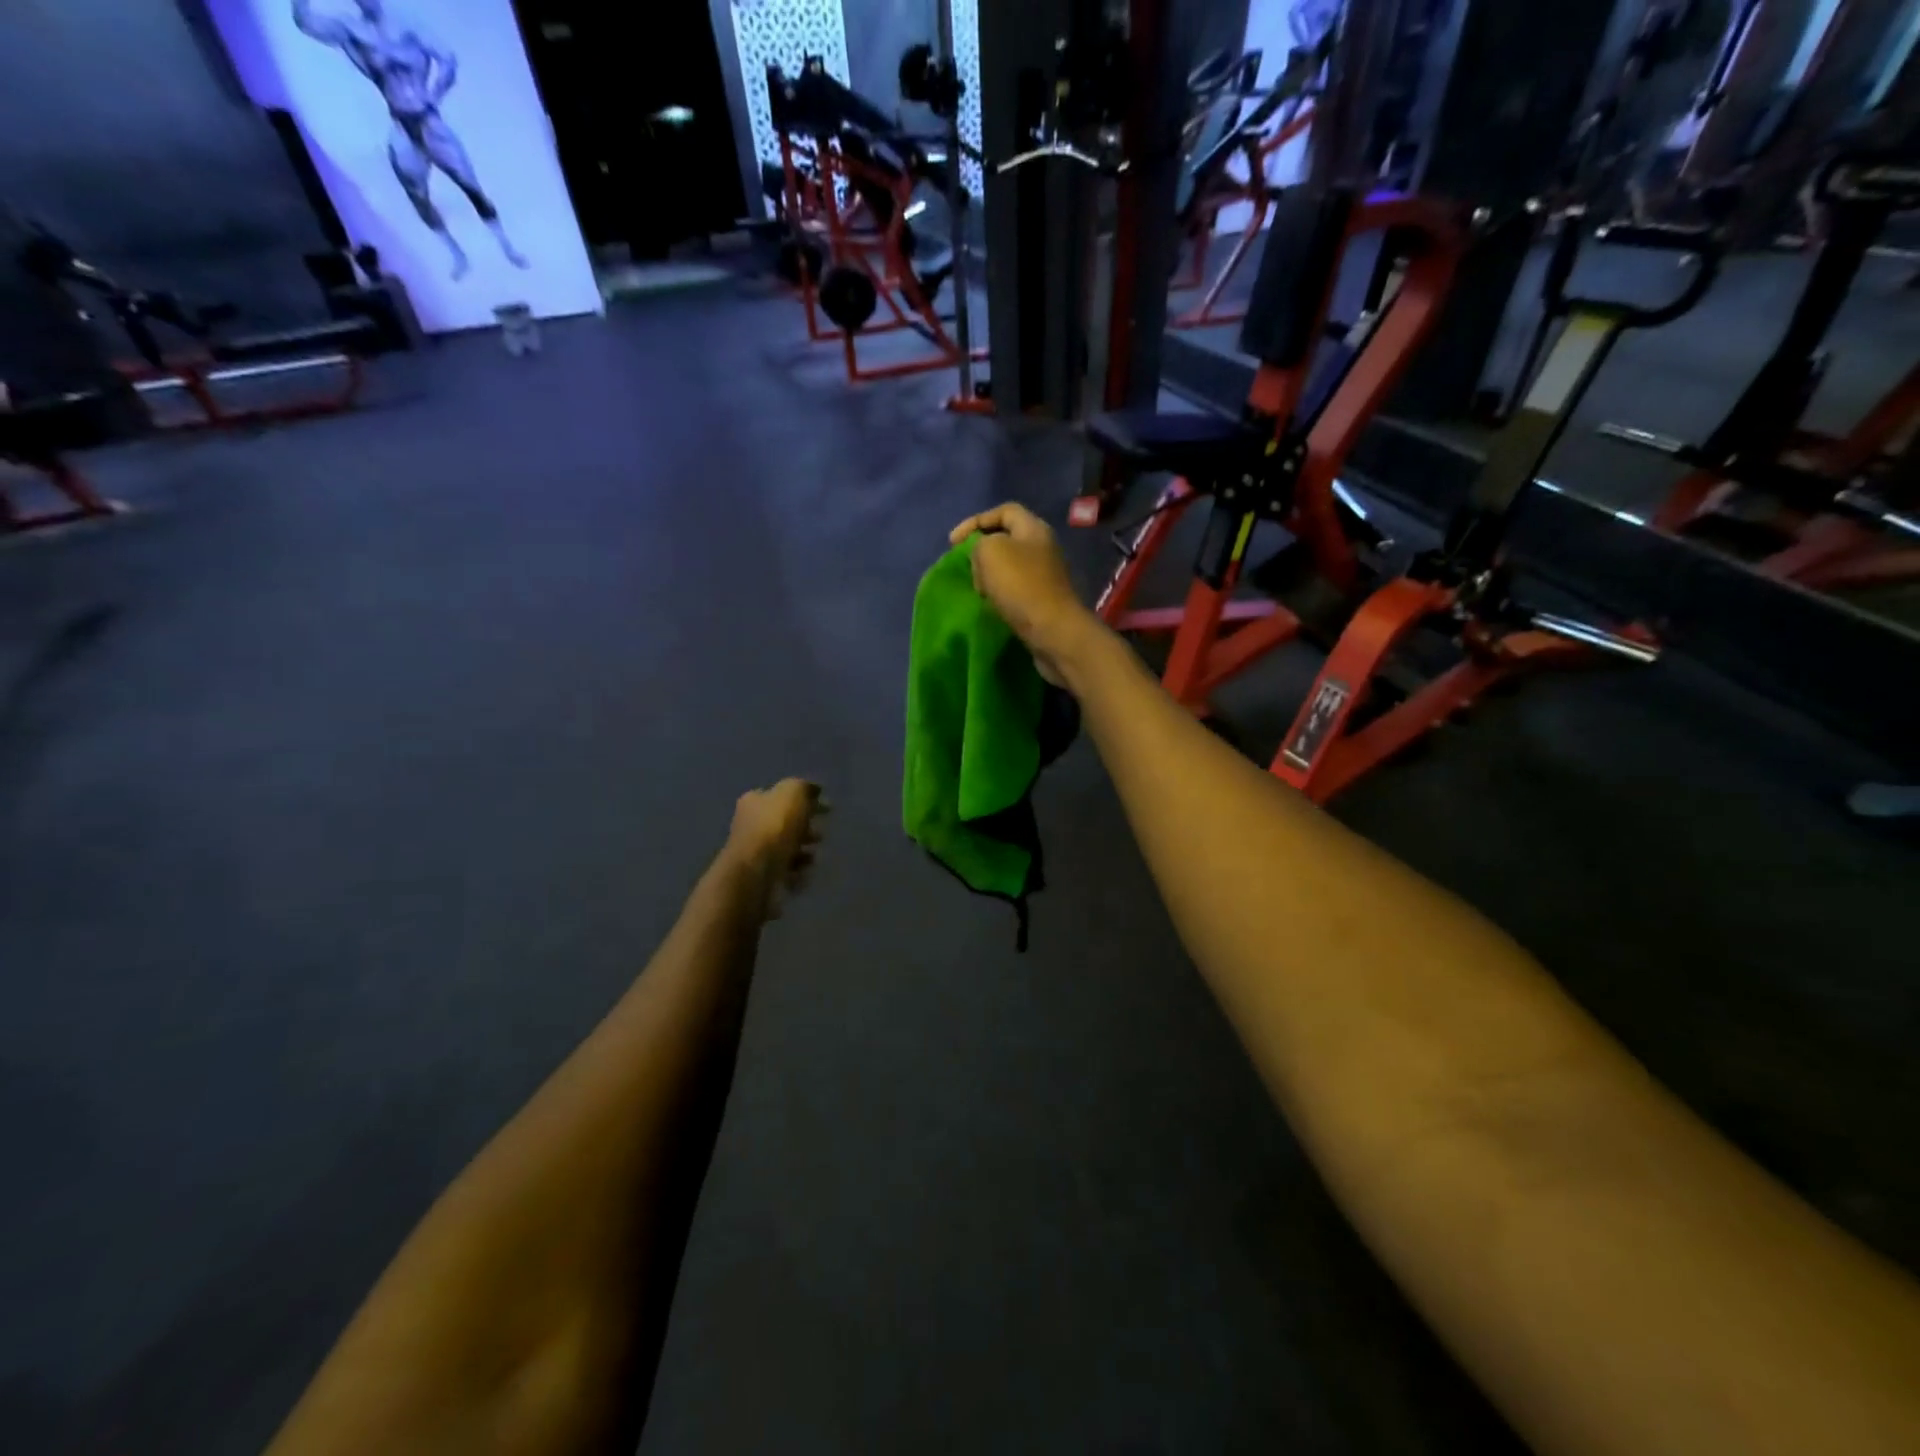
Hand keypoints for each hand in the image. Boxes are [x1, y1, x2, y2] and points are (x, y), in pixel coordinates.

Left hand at [724, 779, 827, 921]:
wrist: (756, 873)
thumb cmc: (774, 827)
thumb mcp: (793, 793)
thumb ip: (804, 788)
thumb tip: (814, 790)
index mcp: (754, 801)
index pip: (780, 795)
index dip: (804, 800)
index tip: (825, 809)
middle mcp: (750, 824)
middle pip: (783, 823)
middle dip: (805, 828)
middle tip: (820, 834)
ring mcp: (753, 853)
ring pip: (785, 848)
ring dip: (802, 852)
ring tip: (814, 857)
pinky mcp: (759, 877)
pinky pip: (784, 871)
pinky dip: (797, 872)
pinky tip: (804, 874)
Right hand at [949, 504, 1100, 686]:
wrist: (1053, 631)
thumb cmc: (1021, 586)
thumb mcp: (990, 551)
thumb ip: (979, 543)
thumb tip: (983, 557)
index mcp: (1034, 528)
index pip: (1004, 511)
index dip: (976, 521)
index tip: (953, 542)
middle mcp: (1043, 547)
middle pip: (1006, 539)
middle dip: (981, 550)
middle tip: (967, 566)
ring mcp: (1045, 575)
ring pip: (1009, 566)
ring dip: (988, 575)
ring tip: (977, 589)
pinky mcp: (1043, 600)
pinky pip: (1015, 589)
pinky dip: (999, 593)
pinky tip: (991, 604)